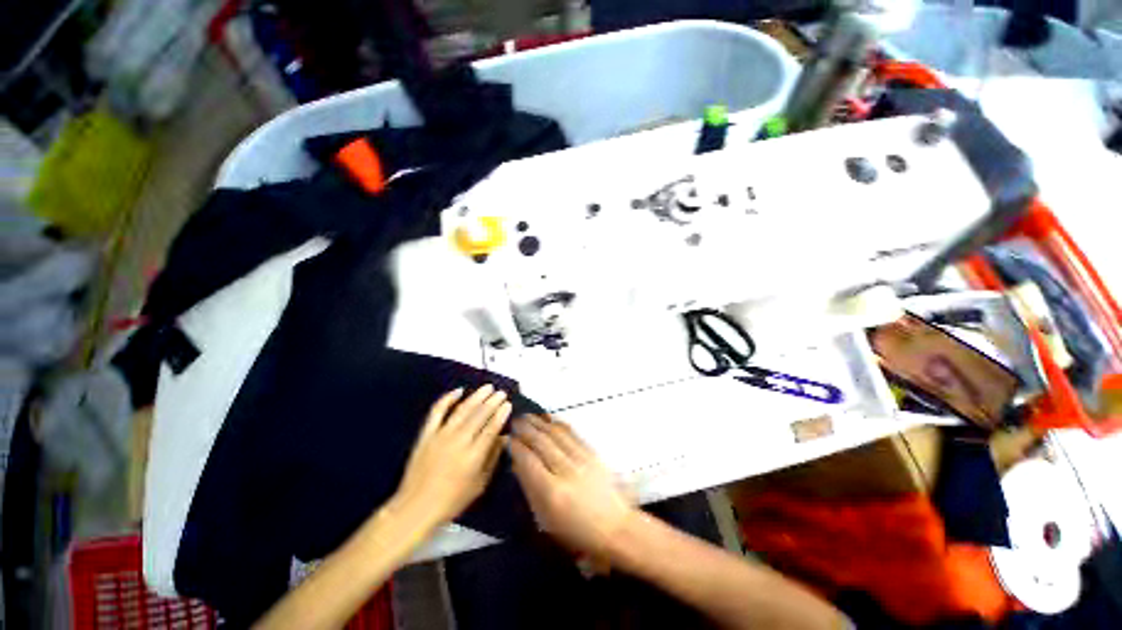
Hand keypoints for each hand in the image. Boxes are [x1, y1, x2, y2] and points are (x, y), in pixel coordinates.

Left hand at [391, 385, 511, 531]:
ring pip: (462, 409)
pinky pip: (437, 411)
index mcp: (473, 455)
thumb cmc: (452, 500)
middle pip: (479, 415)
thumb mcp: (479, 484)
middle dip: (492, 401)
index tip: (508, 404)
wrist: (416, 507)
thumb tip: (504, 437)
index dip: (501, 414)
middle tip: (501, 392)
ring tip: (487, 387)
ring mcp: (441, 435)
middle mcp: (459, 441)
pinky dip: (447, 399)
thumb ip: (493, 458)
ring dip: (476, 396)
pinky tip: (458, 391)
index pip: (491, 428)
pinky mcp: (426, 434)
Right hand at [508, 415, 635, 556]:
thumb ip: (530, 490)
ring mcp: (581, 459)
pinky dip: (559, 424)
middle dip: (526, 429)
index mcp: (552, 492)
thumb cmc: (578, 532)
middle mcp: (566, 471)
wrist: (616, 527)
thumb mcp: (547, 521)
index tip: (508, 438)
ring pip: (556, 435)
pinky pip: (572, 434)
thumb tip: (517, 466)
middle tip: (515, 421)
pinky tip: (550, 419)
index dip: (517, 448)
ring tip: (528, 416)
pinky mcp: (592, 453)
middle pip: (542, 443)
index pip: (529, 462)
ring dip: (540, 423)